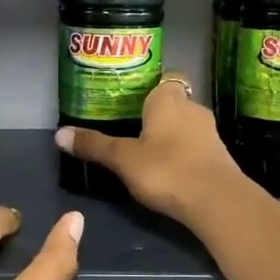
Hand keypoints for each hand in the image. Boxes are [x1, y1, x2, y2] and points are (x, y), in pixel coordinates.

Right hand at [54, 72, 244, 223]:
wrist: (216, 201)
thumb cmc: (165, 169)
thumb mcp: (122, 159)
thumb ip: (94, 145)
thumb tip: (59, 134)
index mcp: (168, 98)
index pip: (163, 79)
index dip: (150, 88)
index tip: (132, 102)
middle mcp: (193, 108)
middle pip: (174, 103)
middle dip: (158, 114)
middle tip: (133, 129)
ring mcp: (210, 133)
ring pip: (187, 126)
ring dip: (172, 136)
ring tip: (148, 152)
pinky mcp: (220, 157)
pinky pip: (197, 147)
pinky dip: (184, 154)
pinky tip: (170, 171)